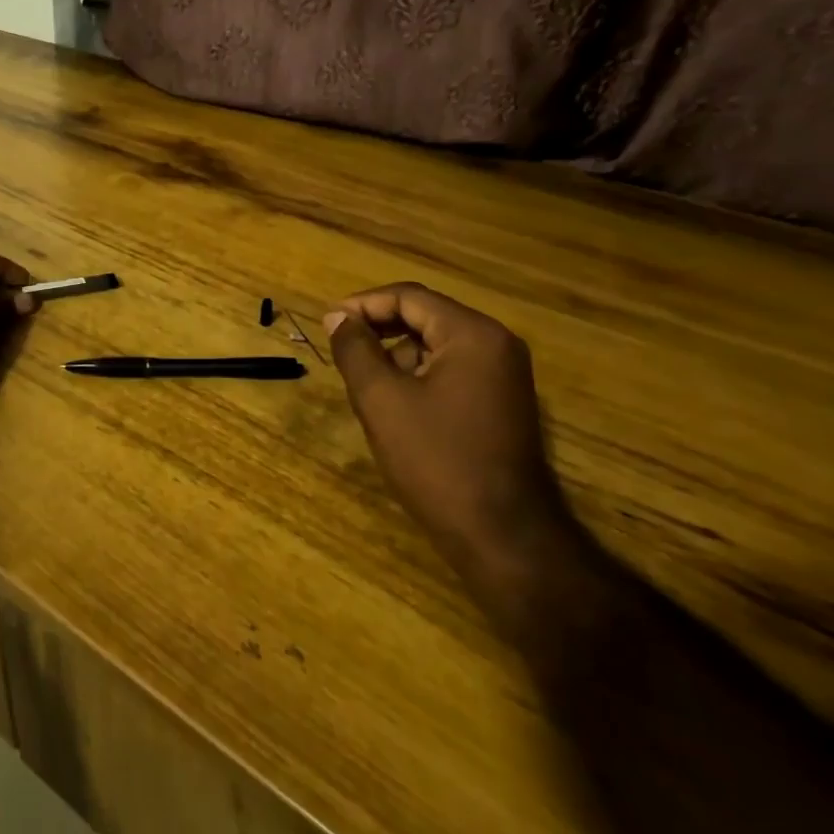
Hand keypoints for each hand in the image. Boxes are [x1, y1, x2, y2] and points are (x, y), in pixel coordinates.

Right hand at [326, 284, 577, 591]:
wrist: (503, 536)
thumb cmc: (437, 460)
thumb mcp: (382, 400)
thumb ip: (355, 350)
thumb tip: (338, 318)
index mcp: (472, 334)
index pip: (409, 297)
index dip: (364, 304)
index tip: (328, 322)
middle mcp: (496, 344)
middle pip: (426, 316)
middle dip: (380, 328)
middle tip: (341, 347)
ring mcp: (505, 375)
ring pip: (438, 344)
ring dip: (398, 353)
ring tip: (363, 379)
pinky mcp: (503, 402)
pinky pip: (453, 369)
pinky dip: (419, 374)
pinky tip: (395, 403)